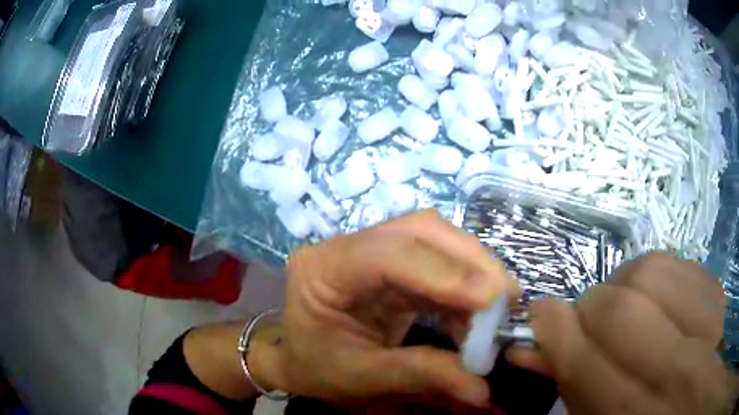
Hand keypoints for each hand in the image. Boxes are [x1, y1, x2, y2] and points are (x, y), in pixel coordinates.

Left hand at [260, 210, 515, 407]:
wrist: (301, 361)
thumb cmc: (317, 368)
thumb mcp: (362, 377)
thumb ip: (422, 376)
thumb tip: (481, 389)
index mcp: (322, 269)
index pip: (385, 253)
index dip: (442, 271)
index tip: (491, 297)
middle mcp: (346, 247)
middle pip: (416, 232)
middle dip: (468, 261)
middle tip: (505, 297)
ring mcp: (370, 250)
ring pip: (432, 240)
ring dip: (472, 270)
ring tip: (496, 308)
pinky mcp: (390, 265)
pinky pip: (435, 262)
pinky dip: (463, 285)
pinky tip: (477, 312)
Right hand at [515, 252, 736, 414]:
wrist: (692, 402)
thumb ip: (571, 386)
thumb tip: (530, 345)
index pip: (589, 366)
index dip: (558, 334)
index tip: (539, 315)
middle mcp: (681, 377)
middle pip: (624, 312)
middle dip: (592, 307)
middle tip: (586, 319)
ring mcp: (711, 329)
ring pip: (654, 274)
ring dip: (626, 285)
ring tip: (625, 306)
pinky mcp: (721, 299)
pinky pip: (682, 264)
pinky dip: (659, 275)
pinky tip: (659, 300)